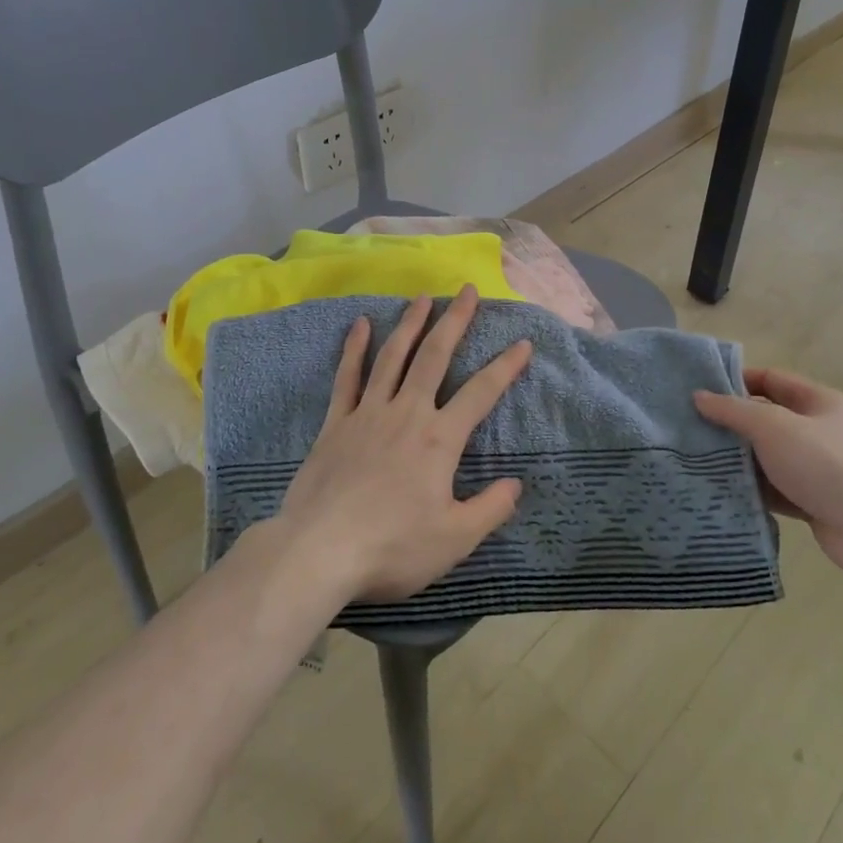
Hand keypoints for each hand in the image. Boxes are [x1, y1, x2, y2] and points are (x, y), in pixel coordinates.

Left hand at [277, 286, 530, 603]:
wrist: (318, 551)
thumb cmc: (392, 548)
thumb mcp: (454, 539)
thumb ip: (490, 509)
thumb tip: (516, 483)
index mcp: (439, 439)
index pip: (481, 393)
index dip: (506, 366)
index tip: (523, 343)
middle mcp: (407, 413)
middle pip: (435, 356)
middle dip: (455, 321)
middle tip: (468, 290)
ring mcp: (368, 413)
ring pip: (393, 356)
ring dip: (411, 324)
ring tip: (423, 297)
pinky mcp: (336, 423)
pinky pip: (347, 377)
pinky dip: (354, 348)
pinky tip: (360, 324)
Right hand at [694, 368, 842, 582]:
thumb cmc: (821, 464)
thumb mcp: (771, 427)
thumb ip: (733, 410)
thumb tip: (699, 396)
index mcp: (817, 401)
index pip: (770, 378)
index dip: (737, 381)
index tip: (702, 390)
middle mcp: (818, 429)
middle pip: (766, 417)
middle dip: (732, 422)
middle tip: (692, 426)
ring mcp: (815, 466)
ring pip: (767, 454)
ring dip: (738, 457)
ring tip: (697, 458)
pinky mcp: (811, 499)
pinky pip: (773, 487)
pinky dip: (751, 487)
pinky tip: (721, 489)